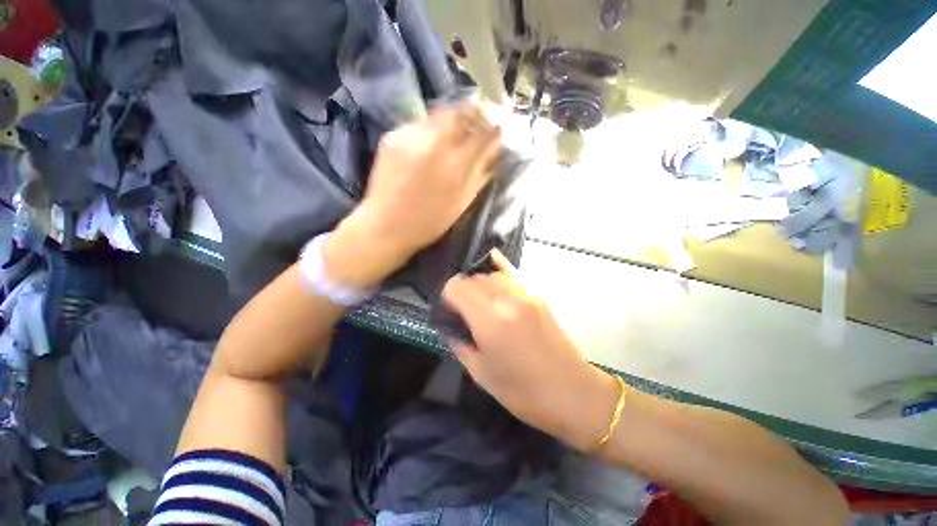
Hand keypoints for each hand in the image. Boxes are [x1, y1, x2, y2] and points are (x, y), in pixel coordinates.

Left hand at [325, 103, 501, 287]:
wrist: (384, 225)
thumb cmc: (428, 222)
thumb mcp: (461, 202)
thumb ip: (480, 174)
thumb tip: (494, 151)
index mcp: (454, 163)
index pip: (483, 132)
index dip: (494, 128)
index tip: (498, 129)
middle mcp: (433, 141)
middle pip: (459, 111)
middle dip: (473, 114)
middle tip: (477, 123)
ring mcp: (409, 135)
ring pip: (437, 114)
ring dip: (451, 120)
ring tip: (454, 135)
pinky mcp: (392, 136)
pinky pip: (418, 124)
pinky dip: (430, 130)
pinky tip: (429, 147)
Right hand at [442, 251, 620, 451]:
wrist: (572, 393)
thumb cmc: (523, 392)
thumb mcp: (480, 374)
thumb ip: (459, 343)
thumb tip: (449, 326)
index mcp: (490, 321)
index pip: (457, 286)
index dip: (447, 295)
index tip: (449, 310)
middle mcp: (507, 300)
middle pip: (474, 277)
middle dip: (463, 289)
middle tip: (462, 309)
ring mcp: (526, 295)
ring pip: (492, 275)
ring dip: (480, 284)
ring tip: (481, 303)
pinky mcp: (538, 296)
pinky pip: (512, 277)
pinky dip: (499, 277)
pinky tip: (496, 283)